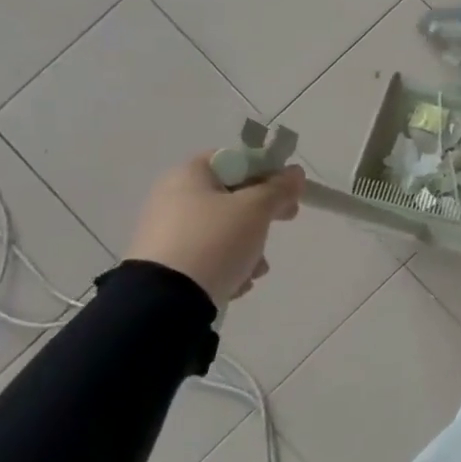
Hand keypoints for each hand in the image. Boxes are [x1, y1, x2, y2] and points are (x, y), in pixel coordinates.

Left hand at [125, 154, 304, 310]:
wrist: (165, 301)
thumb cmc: (214, 240)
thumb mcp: (256, 209)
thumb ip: (279, 187)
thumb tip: (295, 173)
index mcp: (189, 175)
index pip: (236, 160)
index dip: (267, 170)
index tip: (288, 190)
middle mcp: (173, 197)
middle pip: (232, 195)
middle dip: (262, 213)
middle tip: (286, 220)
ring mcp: (167, 232)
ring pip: (224, 229)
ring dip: (250, 245)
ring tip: (257, 268)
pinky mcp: (167, 264)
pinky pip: (208, 254)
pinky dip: (228, 264)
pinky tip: (238, 282)